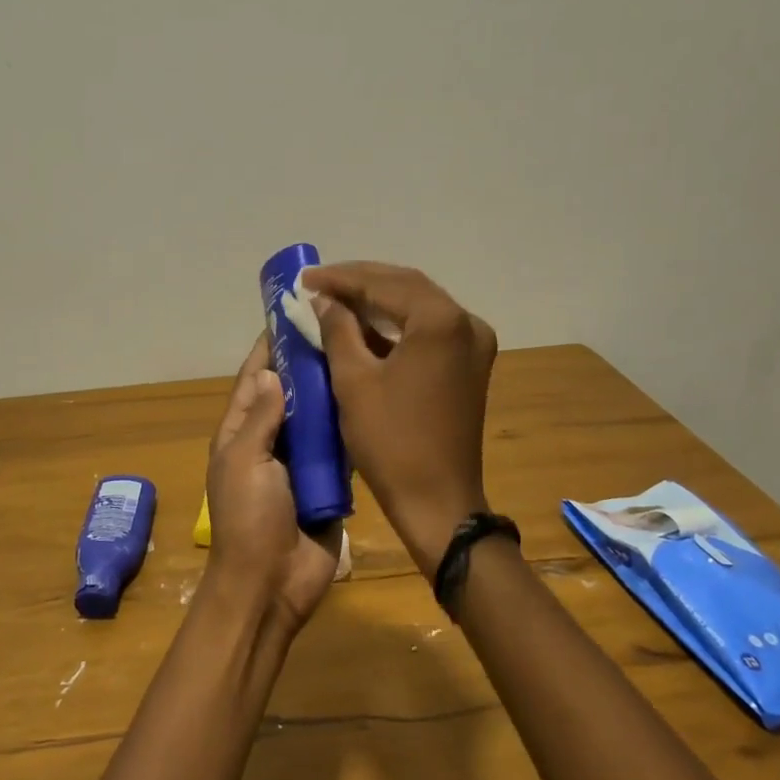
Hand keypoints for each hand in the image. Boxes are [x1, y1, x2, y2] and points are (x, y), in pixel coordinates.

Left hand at [203, 337, 343, 636]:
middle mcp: (270, 440)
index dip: (270, 346)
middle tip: (344, 327)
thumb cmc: (250, 520)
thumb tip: (270, 373)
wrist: (273, 584)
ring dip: (334, 392)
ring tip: (365, 353)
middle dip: (310, 364)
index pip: (254, 378)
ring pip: (318, 416)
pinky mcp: (328, 480)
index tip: (295, 312)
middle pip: (290, 393)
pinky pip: (339, 446)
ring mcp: (300, 461)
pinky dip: (351, 426)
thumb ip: (259, 418)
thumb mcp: (244, 462)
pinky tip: (374, 399)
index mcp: (240, 432)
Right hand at [304, 262, 497, 573]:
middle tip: (317, 284)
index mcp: (440, 322)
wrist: (438, 501)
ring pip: (419, 307)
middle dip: (360, 283)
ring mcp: (473, 345)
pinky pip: (429, 330)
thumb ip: (338, 330)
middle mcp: (466, 323)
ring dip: (378, 301)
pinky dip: (396, 325)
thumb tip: (324, 300)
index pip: (385, 284)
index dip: (341, 278)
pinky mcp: (469, 365)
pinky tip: (364, 326)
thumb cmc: (391, 442)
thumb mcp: (353, 381)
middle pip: (407, 287)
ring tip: (335, 299)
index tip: (305, 278)